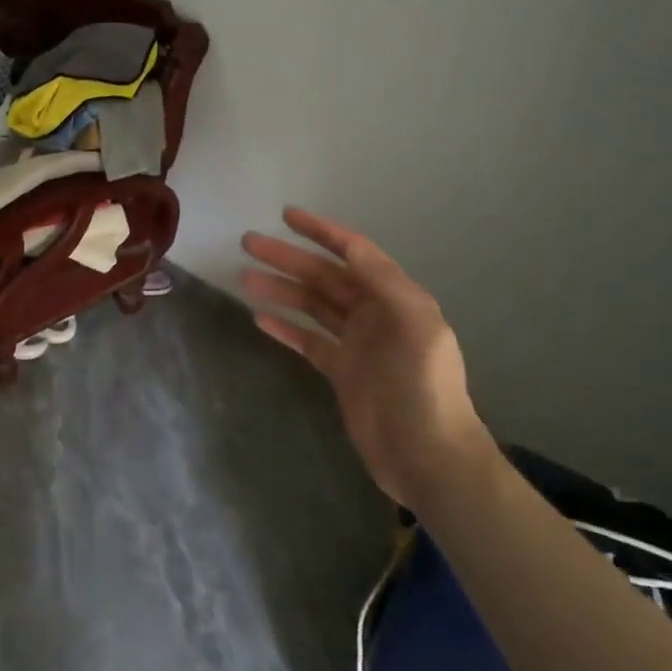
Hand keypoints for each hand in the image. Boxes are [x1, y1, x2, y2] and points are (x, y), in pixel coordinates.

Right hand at [240, 207, 493, 510]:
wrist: (427, 455)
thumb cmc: (423, 387)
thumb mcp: (415, 326)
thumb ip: (383, 282)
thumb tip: (349, 247)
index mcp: (395, 298)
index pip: (354, 253)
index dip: (322, 232)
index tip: (287, 215)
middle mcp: (374, 314)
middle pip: (324, 277)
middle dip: (288, 258)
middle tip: (248, 243)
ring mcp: (356, 344)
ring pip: (311, 306)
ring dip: (280, 289)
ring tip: (244, 278)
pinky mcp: (340, 372)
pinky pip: (307, 341)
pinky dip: (284, 328)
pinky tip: (258, 317)